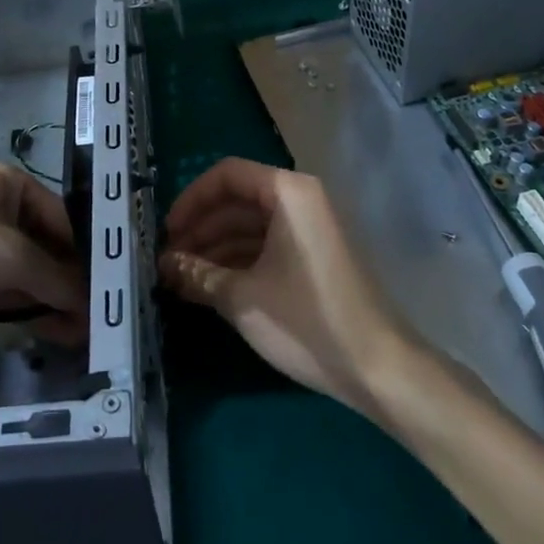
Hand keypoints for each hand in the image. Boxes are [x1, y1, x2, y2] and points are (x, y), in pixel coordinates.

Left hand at [0, 165, 86, 339]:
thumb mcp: (11, 256)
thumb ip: (55, 280)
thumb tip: (90, 306)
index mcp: (16, 188)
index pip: (65, 223)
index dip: (87, 257)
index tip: (108, 291)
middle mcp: (3, 212)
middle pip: (48, 251)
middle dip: (70, 284)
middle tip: (98, 320)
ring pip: (28, 276)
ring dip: (51, 302)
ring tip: (83, 335)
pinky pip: (5, 293)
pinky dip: (26, 310)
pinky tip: (52, 332)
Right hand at [159, 158, 416, 418]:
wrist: (378, 368)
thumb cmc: (306, 321)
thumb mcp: (242, 298)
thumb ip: (198, 274)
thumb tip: (164, 264)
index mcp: (288, 192)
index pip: (227, 175)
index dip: (191, 200)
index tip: (167, 233)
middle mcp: (301, 199)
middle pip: (238, 200)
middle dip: (200, 229)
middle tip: (168, 262)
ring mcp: (311, 229)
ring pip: (251, 226)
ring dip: (215, 249)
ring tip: (181, 279)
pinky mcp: (315, 257)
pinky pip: (268, 246)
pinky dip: (238, 262)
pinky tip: (210, 287)